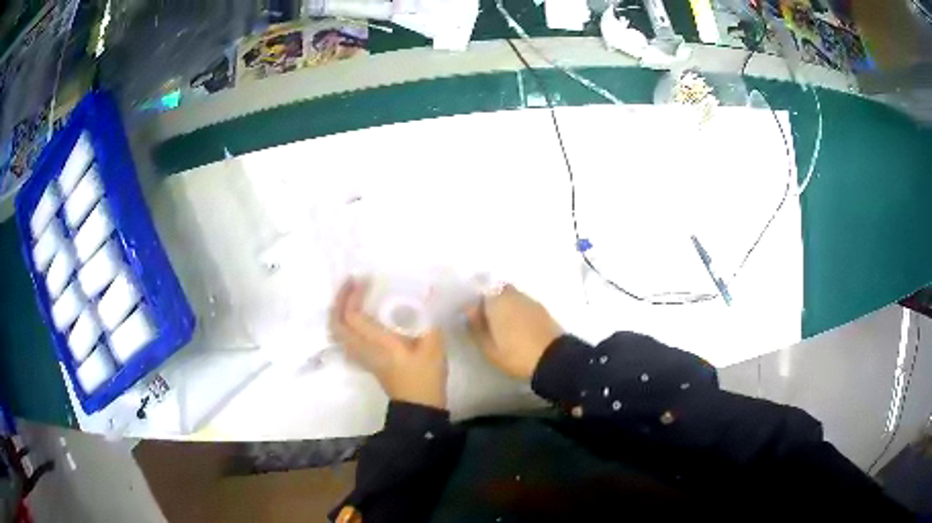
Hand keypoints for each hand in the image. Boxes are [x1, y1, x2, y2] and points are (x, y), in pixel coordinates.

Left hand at [330, 278, 446, 408]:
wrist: (419, 408)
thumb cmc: (426, 378)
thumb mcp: (434, 346)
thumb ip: (428, 319)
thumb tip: (426, 294)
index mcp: (378, 344)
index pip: (353, 317)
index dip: (352, 295)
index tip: (363, 279)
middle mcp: (363, 349)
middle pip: (336, 323)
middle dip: (338, 301)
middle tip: (350, 283)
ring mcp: (361, 357)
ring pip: (337, 333)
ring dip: (338, 312)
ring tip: (350, 297)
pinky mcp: (365, 361)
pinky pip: (344, 339)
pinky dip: (343, 323)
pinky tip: (356, 317)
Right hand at [466, 284, 563, 379]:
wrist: (553, 359)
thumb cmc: (515, 355)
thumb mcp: (488, 347)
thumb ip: (476, 326)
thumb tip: (469, 311)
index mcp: (496, 301)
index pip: (479, 290)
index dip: (473, 302)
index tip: (470, 315)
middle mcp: (513, 294)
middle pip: (496, 289)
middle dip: (490, 299)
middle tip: (485, 318)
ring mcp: (529, 300)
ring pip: (511, 295)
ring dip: (504, 304)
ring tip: (501, 324)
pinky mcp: (542, 309)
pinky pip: (523, 303)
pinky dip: (517, 310)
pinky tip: (517, 326)